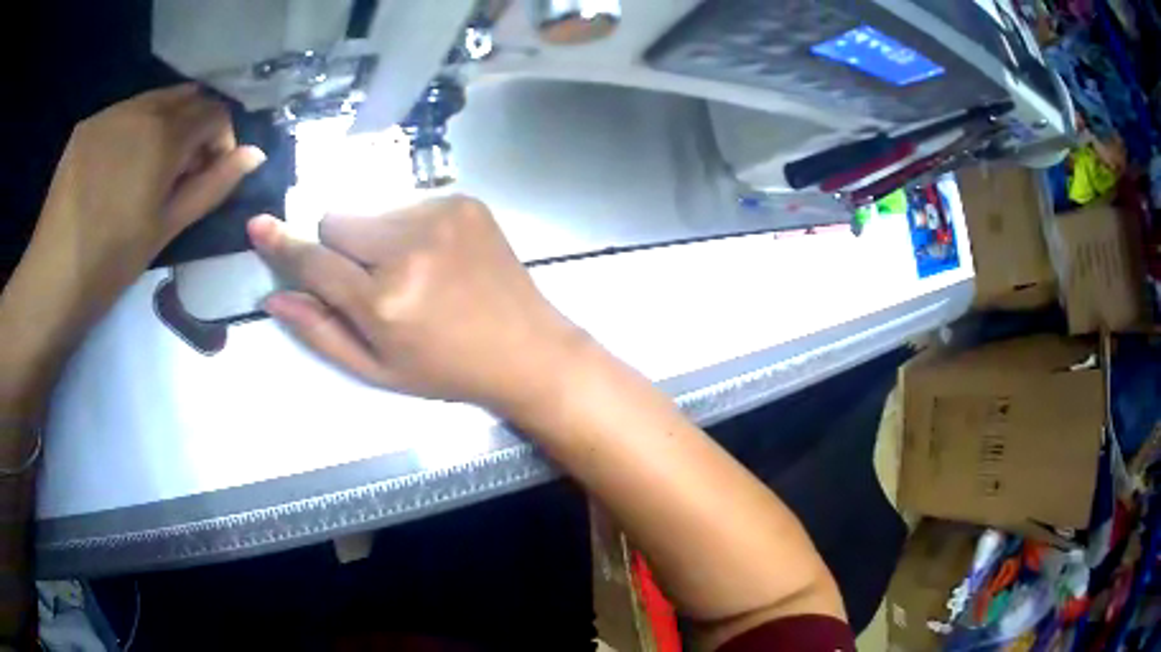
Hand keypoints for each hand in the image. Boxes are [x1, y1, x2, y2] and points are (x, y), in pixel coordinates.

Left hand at [28, 84, 265, 311]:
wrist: (52, 280)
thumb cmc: (112, 263)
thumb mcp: (167, 228)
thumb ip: (213, 186)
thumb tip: (254, 155)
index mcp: (165, 136)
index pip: (215, 112)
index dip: (221, 139)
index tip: (209, 171)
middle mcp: (141, 109)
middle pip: (187, 98)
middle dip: (194, 126)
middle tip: (179, 170)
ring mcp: (110, 113)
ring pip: (154, 100)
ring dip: (164, 125)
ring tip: (146, 169)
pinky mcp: (87, 125)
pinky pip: (123, 113)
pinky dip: (133, 130)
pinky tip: (117, 168)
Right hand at [247, 196, 589, 415]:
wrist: (526, 348)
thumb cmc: (446, 370)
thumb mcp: (378, 369)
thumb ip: (320, 332)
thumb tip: (274, 297)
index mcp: (384, 301)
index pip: (315, 262)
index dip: (283, 245)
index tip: (258, 226)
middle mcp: (408, 248)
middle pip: (337, 221)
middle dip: (340, 249)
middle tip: (370, 281)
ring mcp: (440, 216)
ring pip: (371, 211)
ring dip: (375, 238)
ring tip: (412, 272)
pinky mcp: (464, 200)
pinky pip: (408, 203)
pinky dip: (408, 228)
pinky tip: (437, 258)